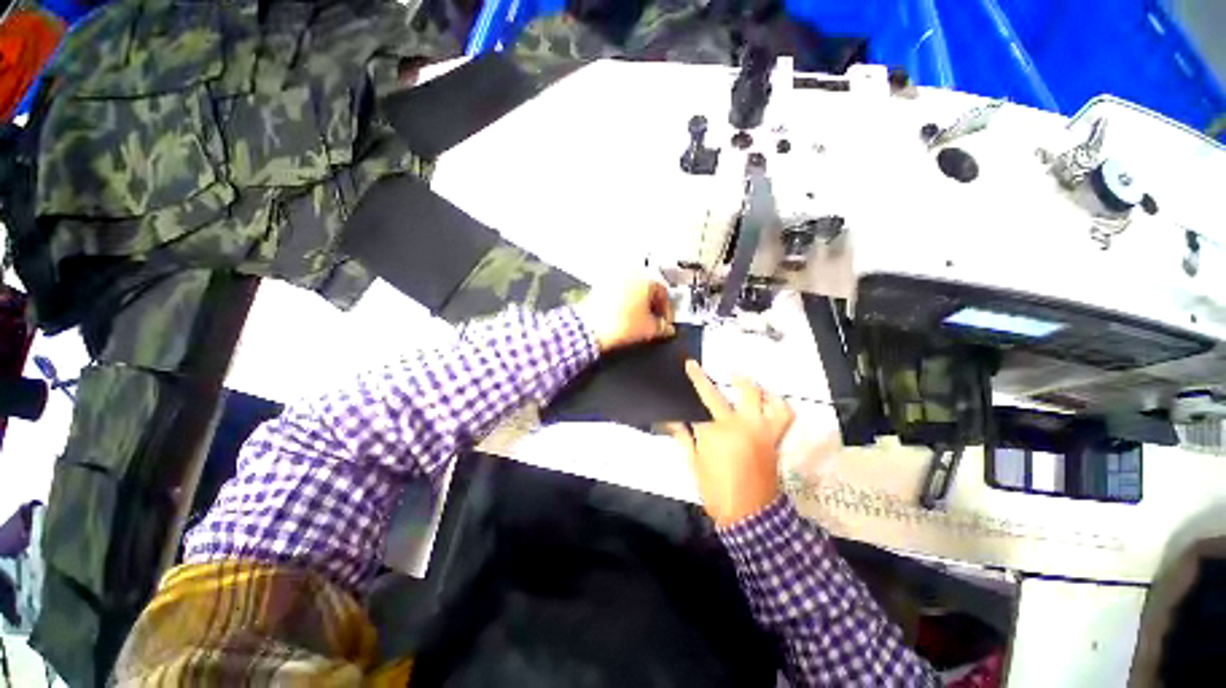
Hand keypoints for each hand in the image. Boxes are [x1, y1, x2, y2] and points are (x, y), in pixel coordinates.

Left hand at [576, 280, 675, 352]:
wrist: (589, 328)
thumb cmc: (616, 324)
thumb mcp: (648, 329)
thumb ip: (662, 327)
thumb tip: (665, 328)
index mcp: (645, 278)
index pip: (663, 292)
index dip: (667, 310)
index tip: (665, 321)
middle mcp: (629, 273)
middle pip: (648, 288)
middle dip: (652, 306)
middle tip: (654, 320)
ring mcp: (613, 278)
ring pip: (633, 289)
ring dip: (639, 302)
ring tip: (639, 318)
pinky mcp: (600, 285)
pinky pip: (618, 291)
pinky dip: (624, 301)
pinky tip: (624, 315)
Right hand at [669, 361, 794, 527]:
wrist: (750, 515)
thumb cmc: (716, 491)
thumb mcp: (693, 464)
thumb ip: (682, 437)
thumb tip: (669, 419)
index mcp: (712, 433)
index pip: (696, 405)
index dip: (690, 385)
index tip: (686, 366)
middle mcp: (736, 425)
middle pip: (718, 394)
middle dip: (704, 377)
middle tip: (698, 367)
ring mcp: (758, 429)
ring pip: (755, 396)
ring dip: (746, 383)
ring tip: (738, 377)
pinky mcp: (774, 437)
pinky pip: (783, 414)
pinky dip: (778, 403)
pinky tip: (768, 398)